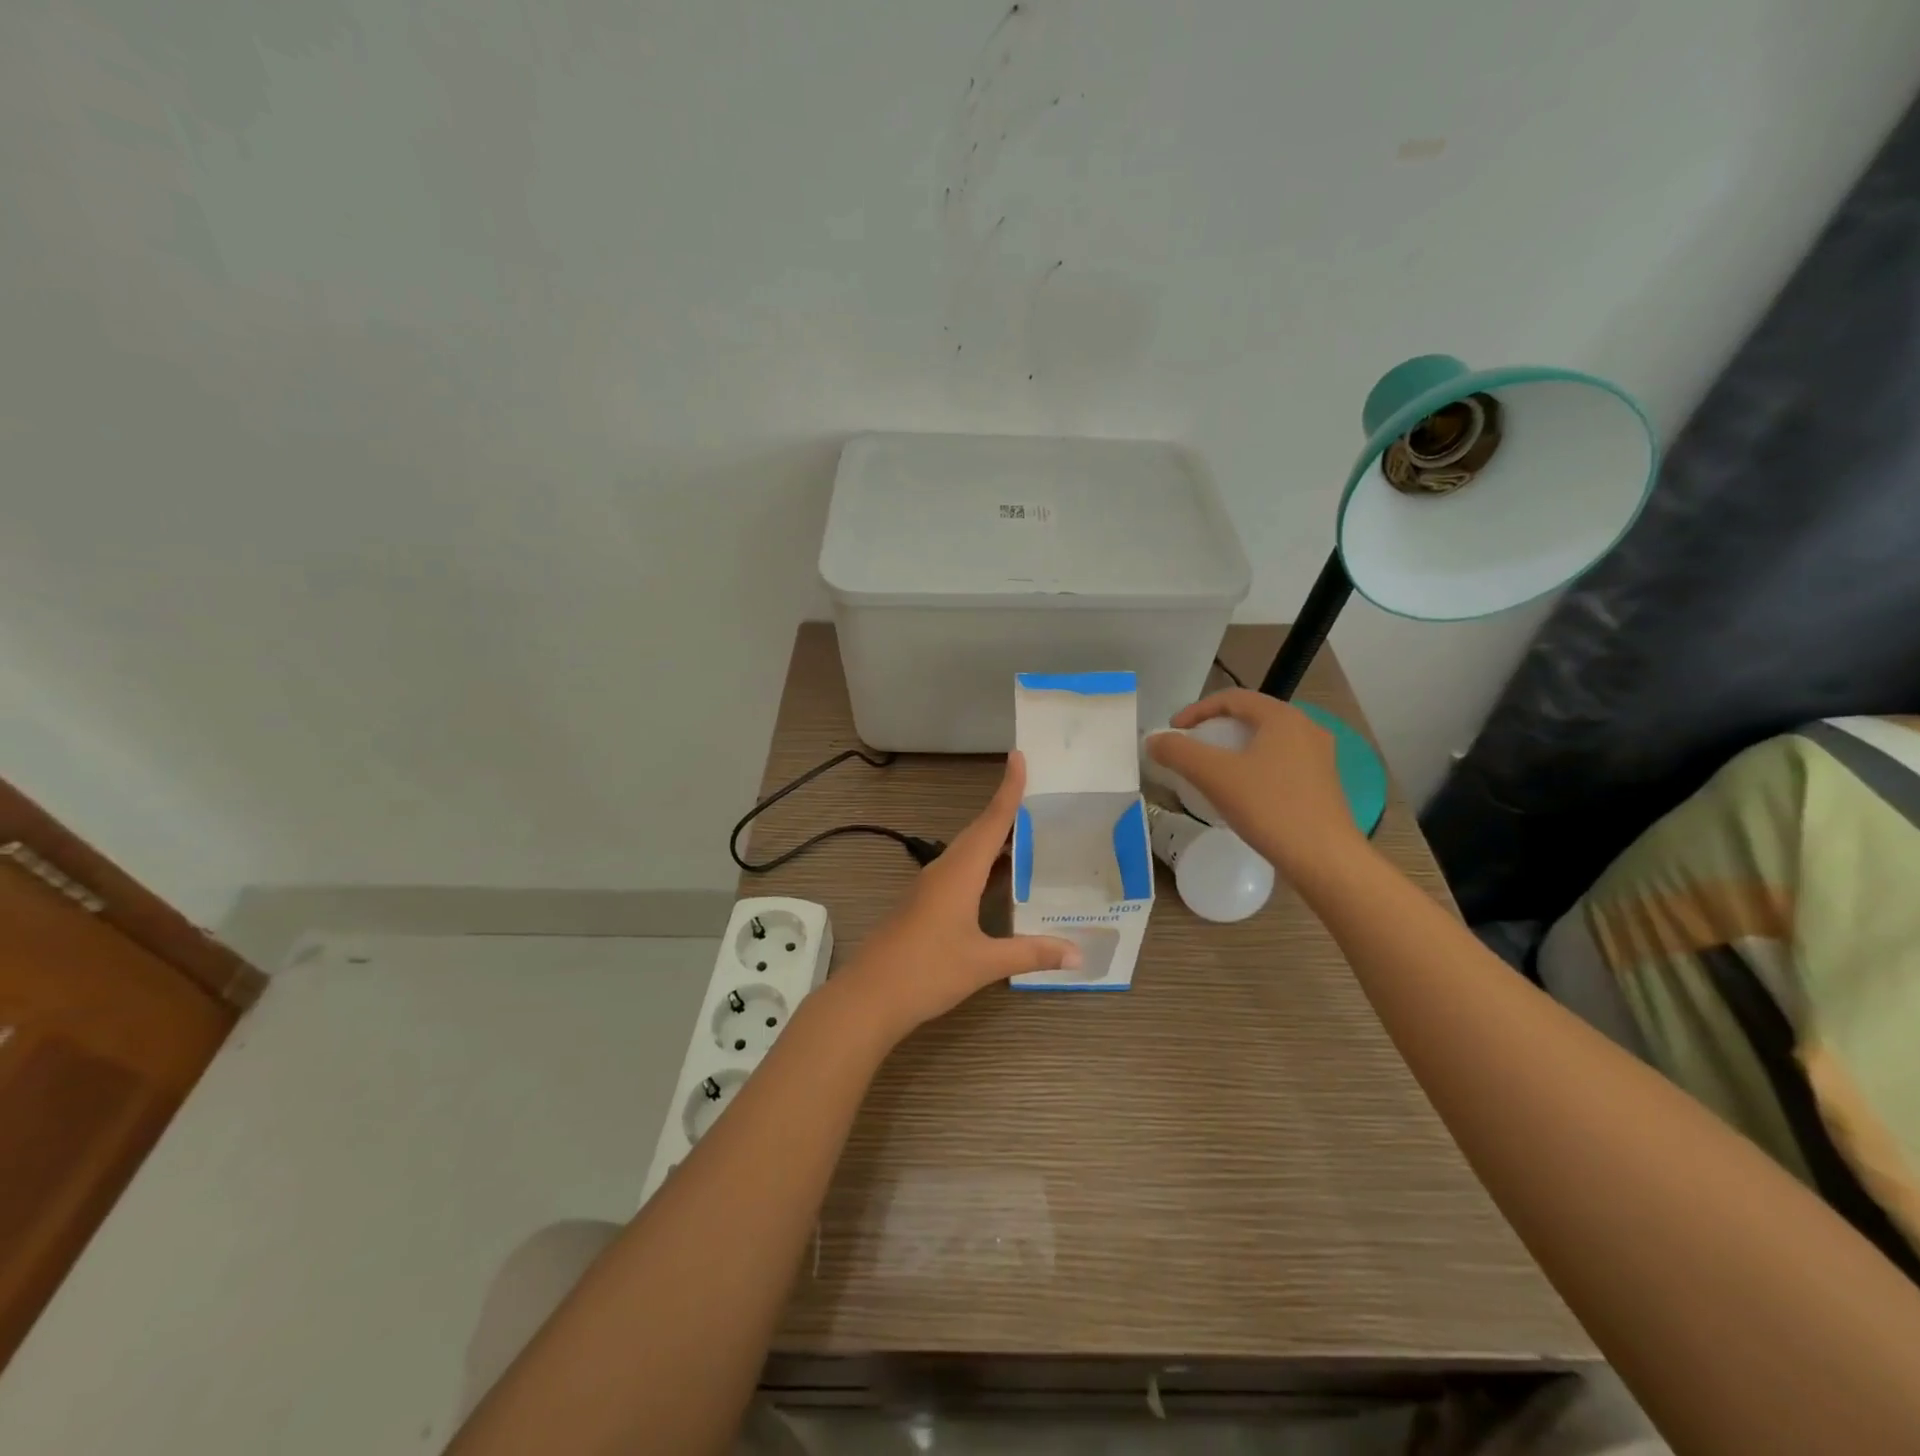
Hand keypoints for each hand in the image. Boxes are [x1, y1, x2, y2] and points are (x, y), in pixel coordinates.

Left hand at [833, 752, 1079, 1044]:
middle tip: (1041, 796)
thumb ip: (1031, 953)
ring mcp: (930, 888)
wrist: (868, 997)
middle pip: (980, 832)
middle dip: (1008, 811)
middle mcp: (944, 871)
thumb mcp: (984, 962)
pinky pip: (961, 872)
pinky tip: (1001, 879)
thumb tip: (1078, 952)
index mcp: (959, 872)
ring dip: (996, 840)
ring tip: (1031, 833)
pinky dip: (985, 866)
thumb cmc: (926, 971)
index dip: (1008, 790)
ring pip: (969, 852)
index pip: (991, 822)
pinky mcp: (925, 905)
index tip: (1019, 757)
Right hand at [1146, 689, 1363, 880]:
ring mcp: (1319, 757)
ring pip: (1265, 741)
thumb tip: (1153, 740)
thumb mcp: (1214, 776)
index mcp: (1283, 717)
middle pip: (1250, 717)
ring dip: (1234, 749)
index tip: (1173, 732)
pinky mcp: (1322, 784)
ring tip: (1211, 771)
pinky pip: (1279, 762)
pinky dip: (1253, 767)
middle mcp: (1306, 728)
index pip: (1232, 698)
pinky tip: (1241, 793)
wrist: (1325, 859)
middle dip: (1214, 729)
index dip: (1196, 710)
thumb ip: (1179, 752)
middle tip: (1190, 749)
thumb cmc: (1270, 808)